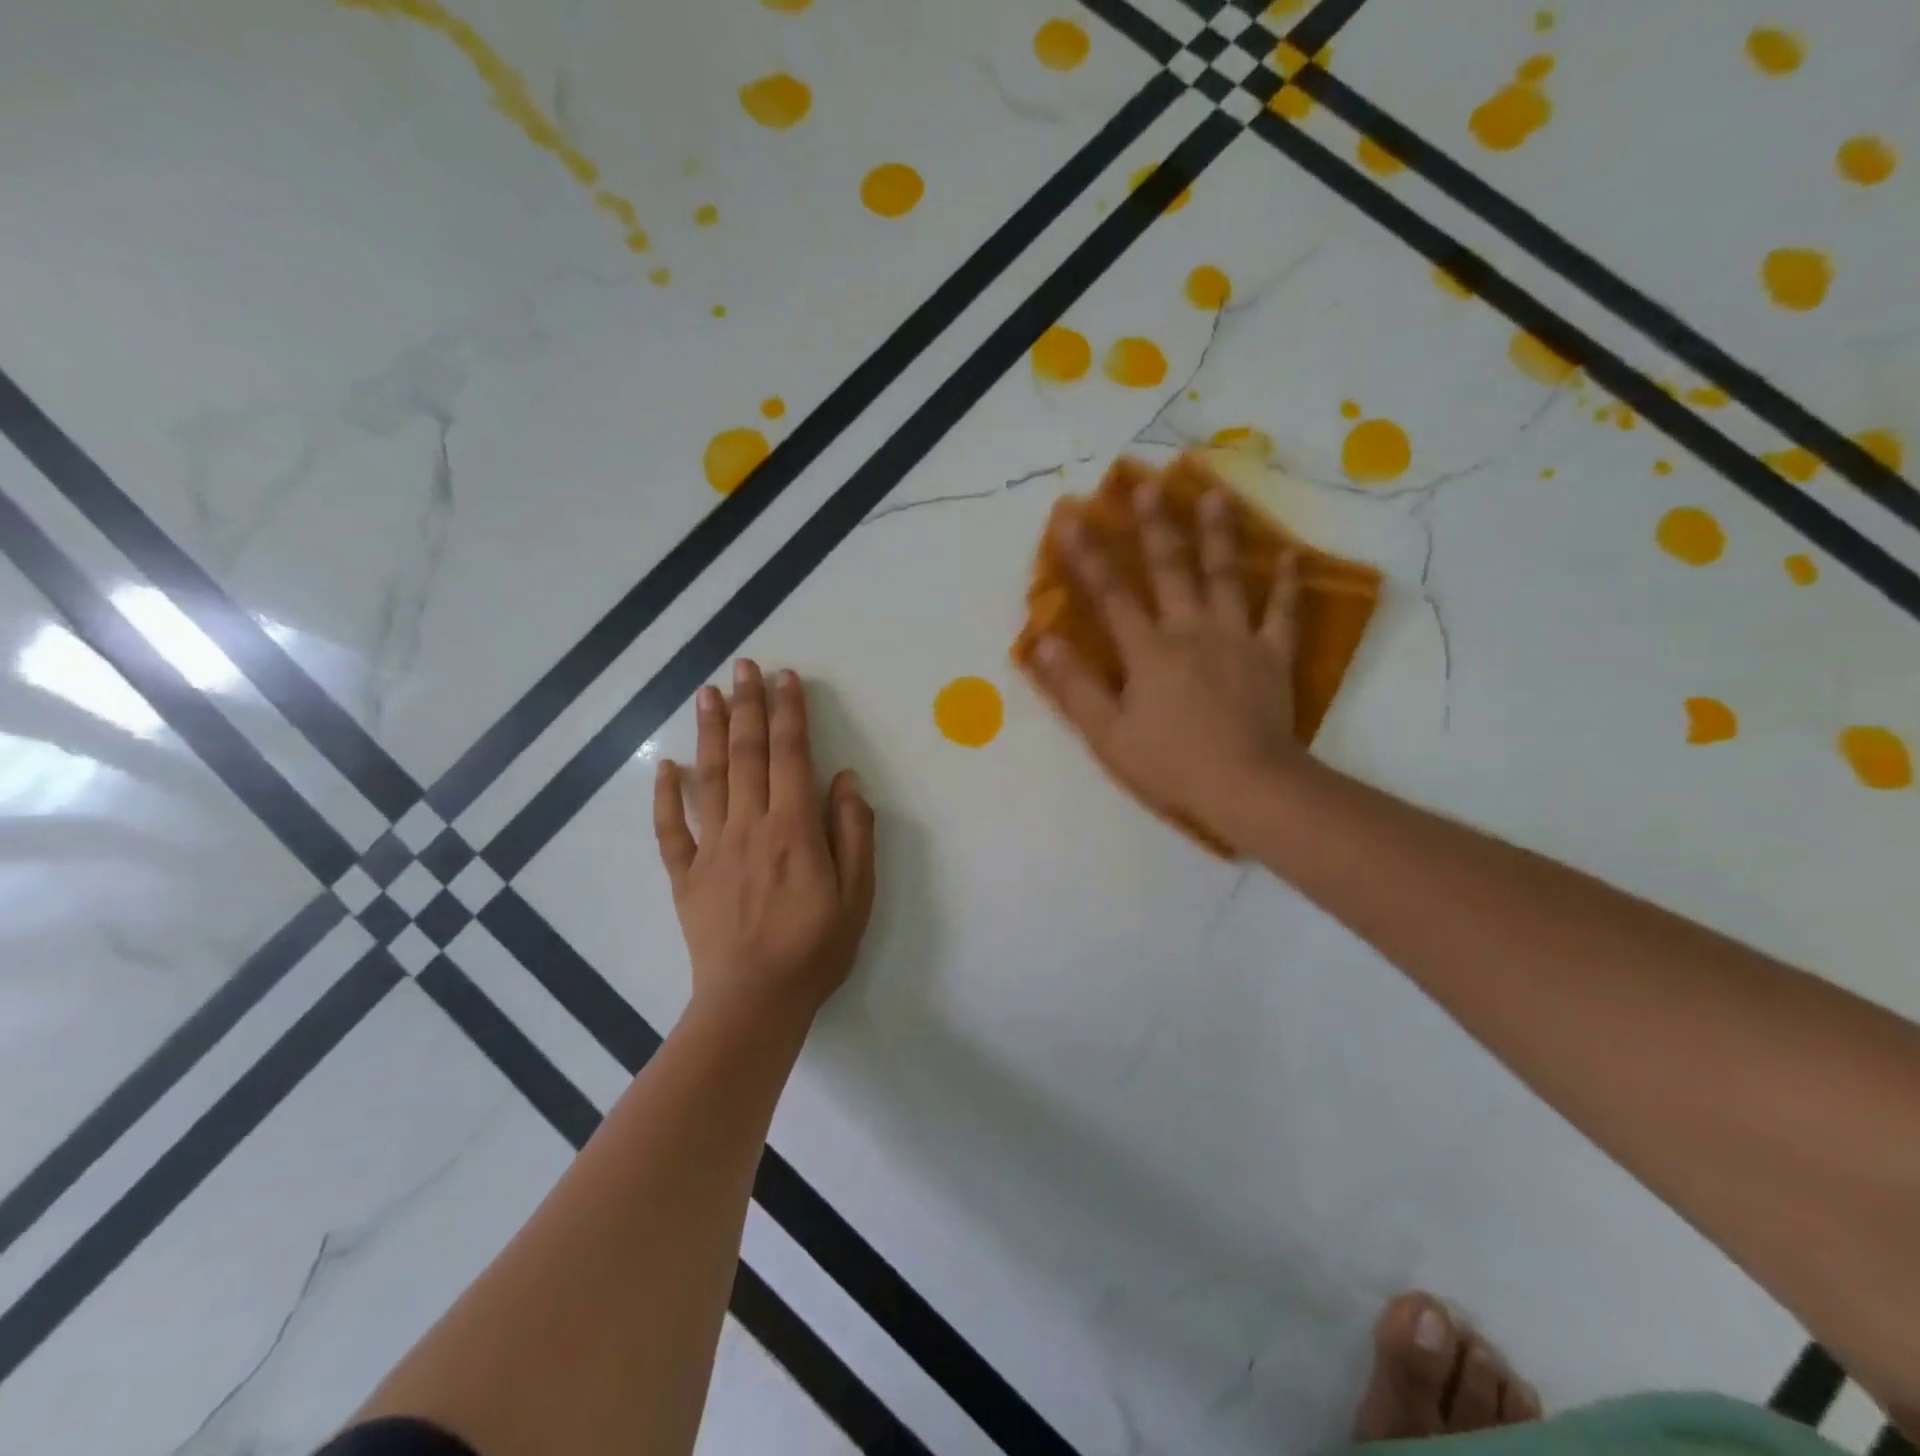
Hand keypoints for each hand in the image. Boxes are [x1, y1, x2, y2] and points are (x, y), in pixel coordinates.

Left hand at [654, 660, 875, 1019]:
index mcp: (793, 829)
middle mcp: (749, 827)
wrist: (754, 1002)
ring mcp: (711, 849)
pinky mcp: (686, 875)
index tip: (786, 677)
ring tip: (707, 693)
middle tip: (744, 665)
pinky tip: (666, 766)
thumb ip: (853, 832)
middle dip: (747, 706)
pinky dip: (666, 794)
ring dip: (708, 732)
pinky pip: (670, 828)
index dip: (789, 713)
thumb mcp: (857, 894)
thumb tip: (845, 779)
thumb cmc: (815, 948)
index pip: (790, 756)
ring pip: (708, 778)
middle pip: (746, 754)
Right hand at [1026, 471, 1307, 848]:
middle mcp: (1191, 630)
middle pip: (1170, 569)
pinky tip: (1291, 554)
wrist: (1249, 786)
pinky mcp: (1273, 656)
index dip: (1087, 555)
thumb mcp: (1108, 735)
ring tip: (1215, 493)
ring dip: (1219, 534)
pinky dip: (1288, 584)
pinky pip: (1283, 613)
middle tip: (1149, 482)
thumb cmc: (1171, 764)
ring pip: (1226, 576)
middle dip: (1155, 525)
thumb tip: (1043, 642)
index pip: (1110, 595)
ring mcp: (1237, 638)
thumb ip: (1075, 687)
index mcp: (1148, 651)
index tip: (1070, 515)